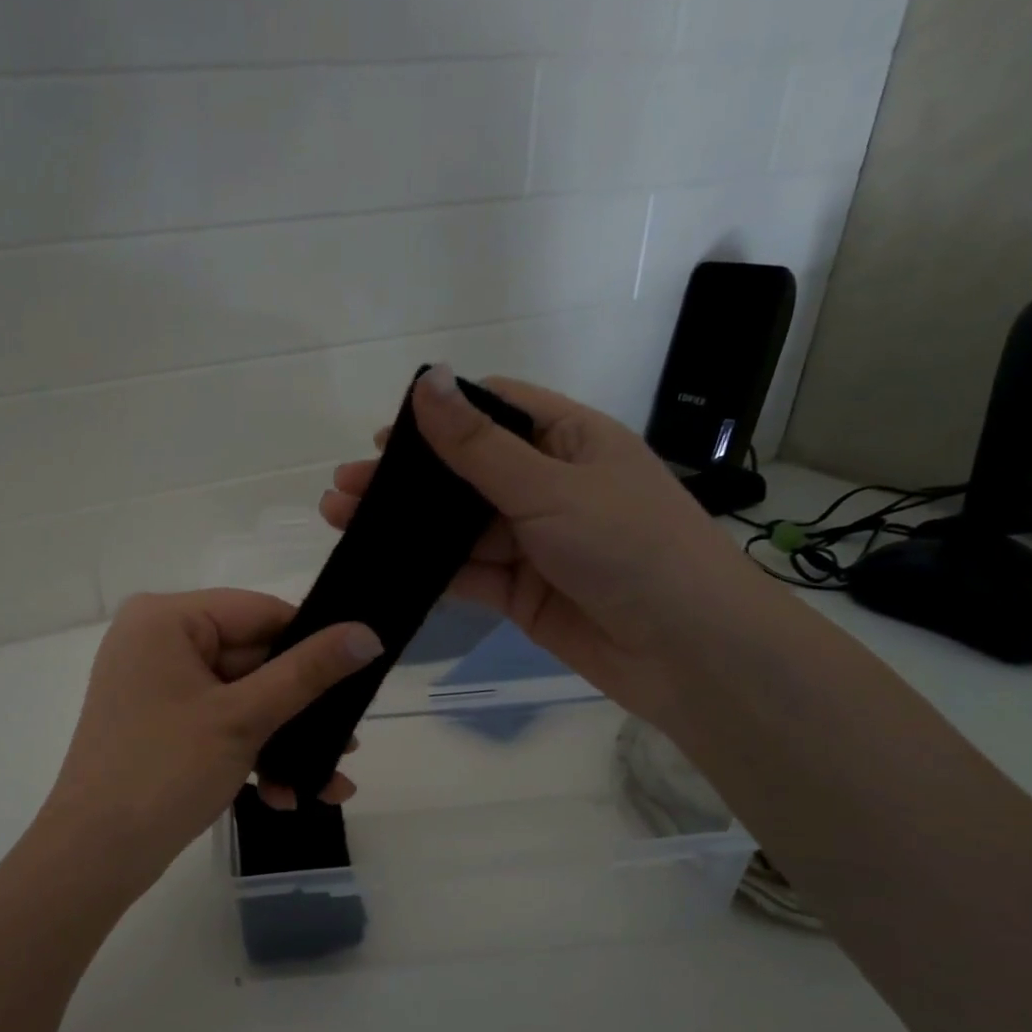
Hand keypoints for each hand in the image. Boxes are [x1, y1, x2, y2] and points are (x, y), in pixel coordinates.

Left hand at [41, 590, 382, 890]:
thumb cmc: (165, 772)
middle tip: (350, 745)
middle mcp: (157, 641)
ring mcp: (156, 686)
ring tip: (331, 783)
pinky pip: (217, 724)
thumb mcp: (243, 718)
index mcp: (167, 619)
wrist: (94, 857)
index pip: (260, 612)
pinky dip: (250, 754)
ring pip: (241, 699)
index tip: (359, 678)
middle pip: (253, 660)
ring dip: (283, 742)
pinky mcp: (159, 724)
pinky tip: (286, 796)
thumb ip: (308, 672)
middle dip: (301, 712)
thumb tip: (369, 633)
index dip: (312, 644)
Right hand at [319, 365, 764, 719]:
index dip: (439, 417)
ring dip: (408, 526)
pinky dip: (428, 570)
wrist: (687, 652)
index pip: (495, 410)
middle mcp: (550, 487)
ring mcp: (533, 543)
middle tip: (343, 487)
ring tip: (344, 522)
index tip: (383, 436)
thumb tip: (426, 380)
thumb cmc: (628, 547)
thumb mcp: (548, 487)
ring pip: (459, 527)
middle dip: (408, 479)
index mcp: (569, 440)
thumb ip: (478, 445)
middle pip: (466, 473)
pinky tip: (384, 564)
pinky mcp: (521, 593)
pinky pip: (467, 574)